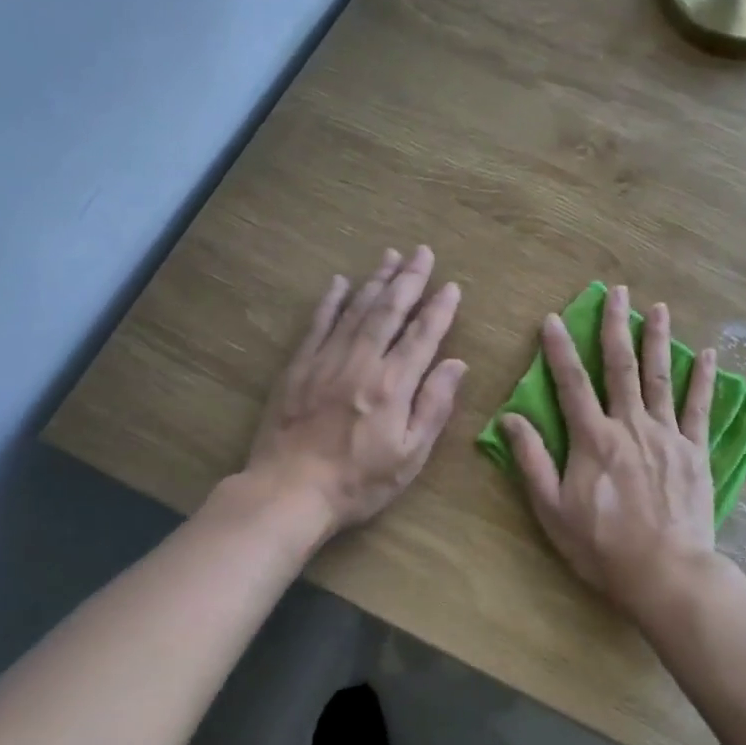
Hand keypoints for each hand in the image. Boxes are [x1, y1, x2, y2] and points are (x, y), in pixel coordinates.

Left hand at [243, 246, 465, 537]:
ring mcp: (327, 360)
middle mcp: (362, 362)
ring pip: (356, 310)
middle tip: (422, 252)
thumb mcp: (410, 456)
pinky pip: (318, 324)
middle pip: (389, 311)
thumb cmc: (358, 482)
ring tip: (391, 256)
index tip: (451, 286)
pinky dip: (331, 301)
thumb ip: (434, 406)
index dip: (439, 309)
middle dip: (409, 279)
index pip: (422, 336)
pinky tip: (340, 283)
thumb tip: (457, 364)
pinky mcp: (298, 367)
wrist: (289, 492)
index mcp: (393, 385)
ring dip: (375, 281)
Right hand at [500, 285, 718, 617]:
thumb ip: (532, 460)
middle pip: (621, 366)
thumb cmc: (601, 546)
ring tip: (658, 307)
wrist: (665, 573)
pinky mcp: (695, 451)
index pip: (571, 382)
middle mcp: (630, 425)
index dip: (560, 348)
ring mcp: (667, 435)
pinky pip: (700, 408)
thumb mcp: (552, 509)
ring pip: (661, 377)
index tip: (553, 318)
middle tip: (617, 292)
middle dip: (616, 326)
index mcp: (593, 438)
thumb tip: (512, 418)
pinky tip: (708, 353)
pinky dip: (704, 379)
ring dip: (658, 339)